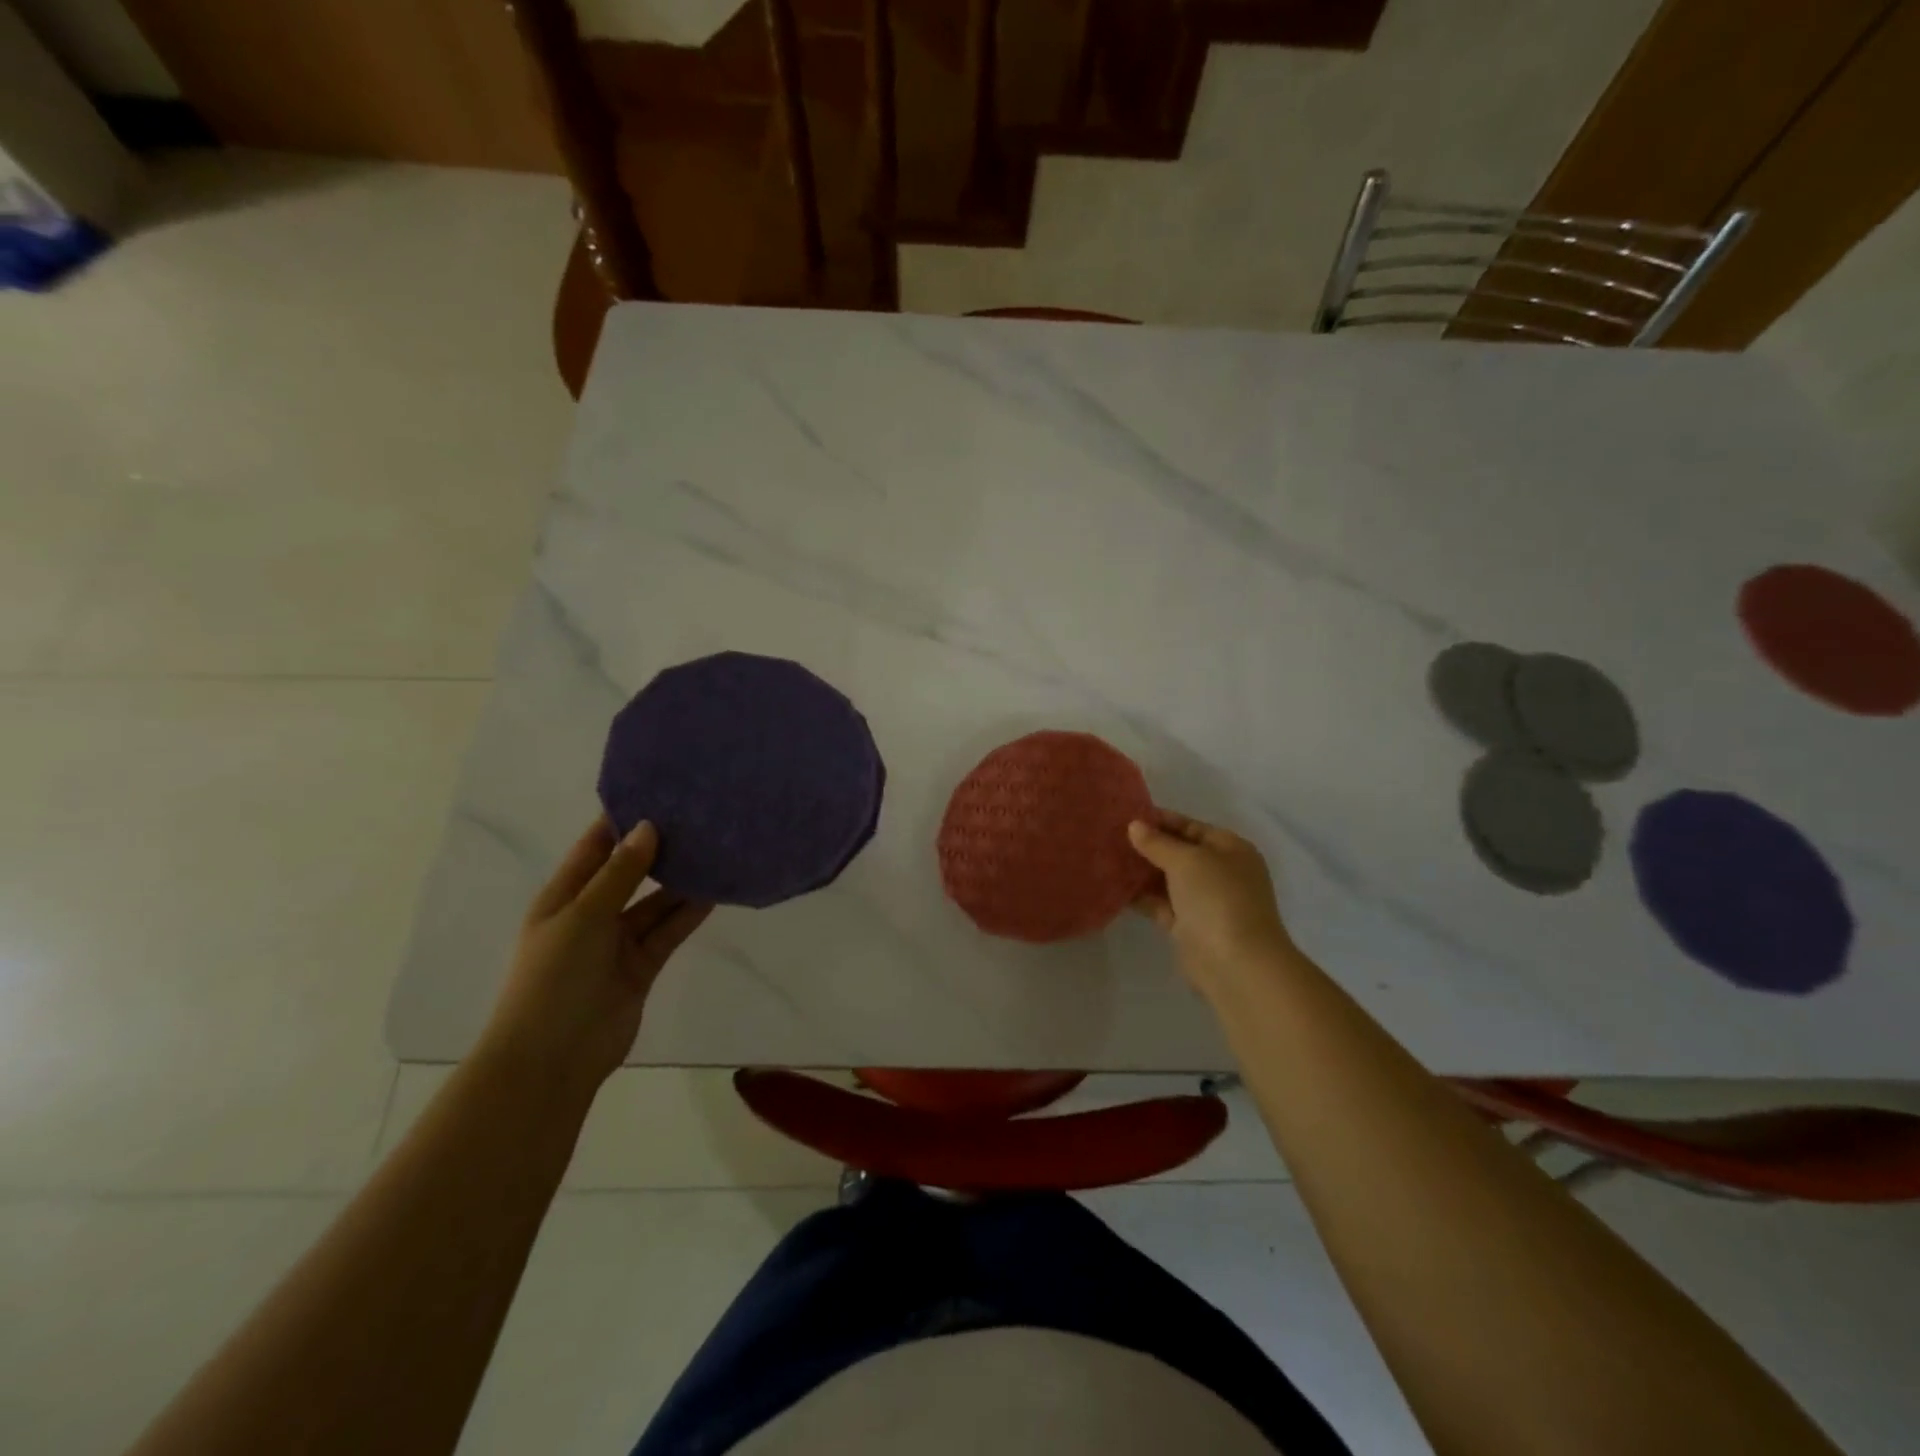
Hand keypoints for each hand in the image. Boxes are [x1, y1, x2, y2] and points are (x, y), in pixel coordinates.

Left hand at [480, 818, 711, 1093]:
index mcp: (564, 896)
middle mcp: (591, 914)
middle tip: (698, 819)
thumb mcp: (583, 916)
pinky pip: (668, 930)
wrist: (553, 1058)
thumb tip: (649, 827)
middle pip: (630, 872)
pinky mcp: (642, 965)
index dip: (622, 821)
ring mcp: (617, 942)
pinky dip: (688, 913)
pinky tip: (715, 890)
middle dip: (658, 849)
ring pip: (655, 902)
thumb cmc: (554, 978)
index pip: (595, 847)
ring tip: (715, 850)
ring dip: (680, 881)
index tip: (659, 792)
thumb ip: (620, 873)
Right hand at [1128, 810, 1295, 996]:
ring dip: (1141, 871)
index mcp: (1230, 849)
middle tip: (1110, 837)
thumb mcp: (1187, 860)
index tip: (1126, 815)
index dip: (1161, 820)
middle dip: (1148, 846)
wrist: (1237, 964)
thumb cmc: (1218, 898)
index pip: (1191, 827)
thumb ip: (1158, 842)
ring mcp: (1204, 901)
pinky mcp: (1188, 926)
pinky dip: (1140, 896)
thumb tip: (1135, 826)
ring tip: (1106, 858)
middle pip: (1178, 853)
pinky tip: (1113, 887)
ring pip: (1167, 879)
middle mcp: (1219, 873)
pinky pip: (1160, 904)